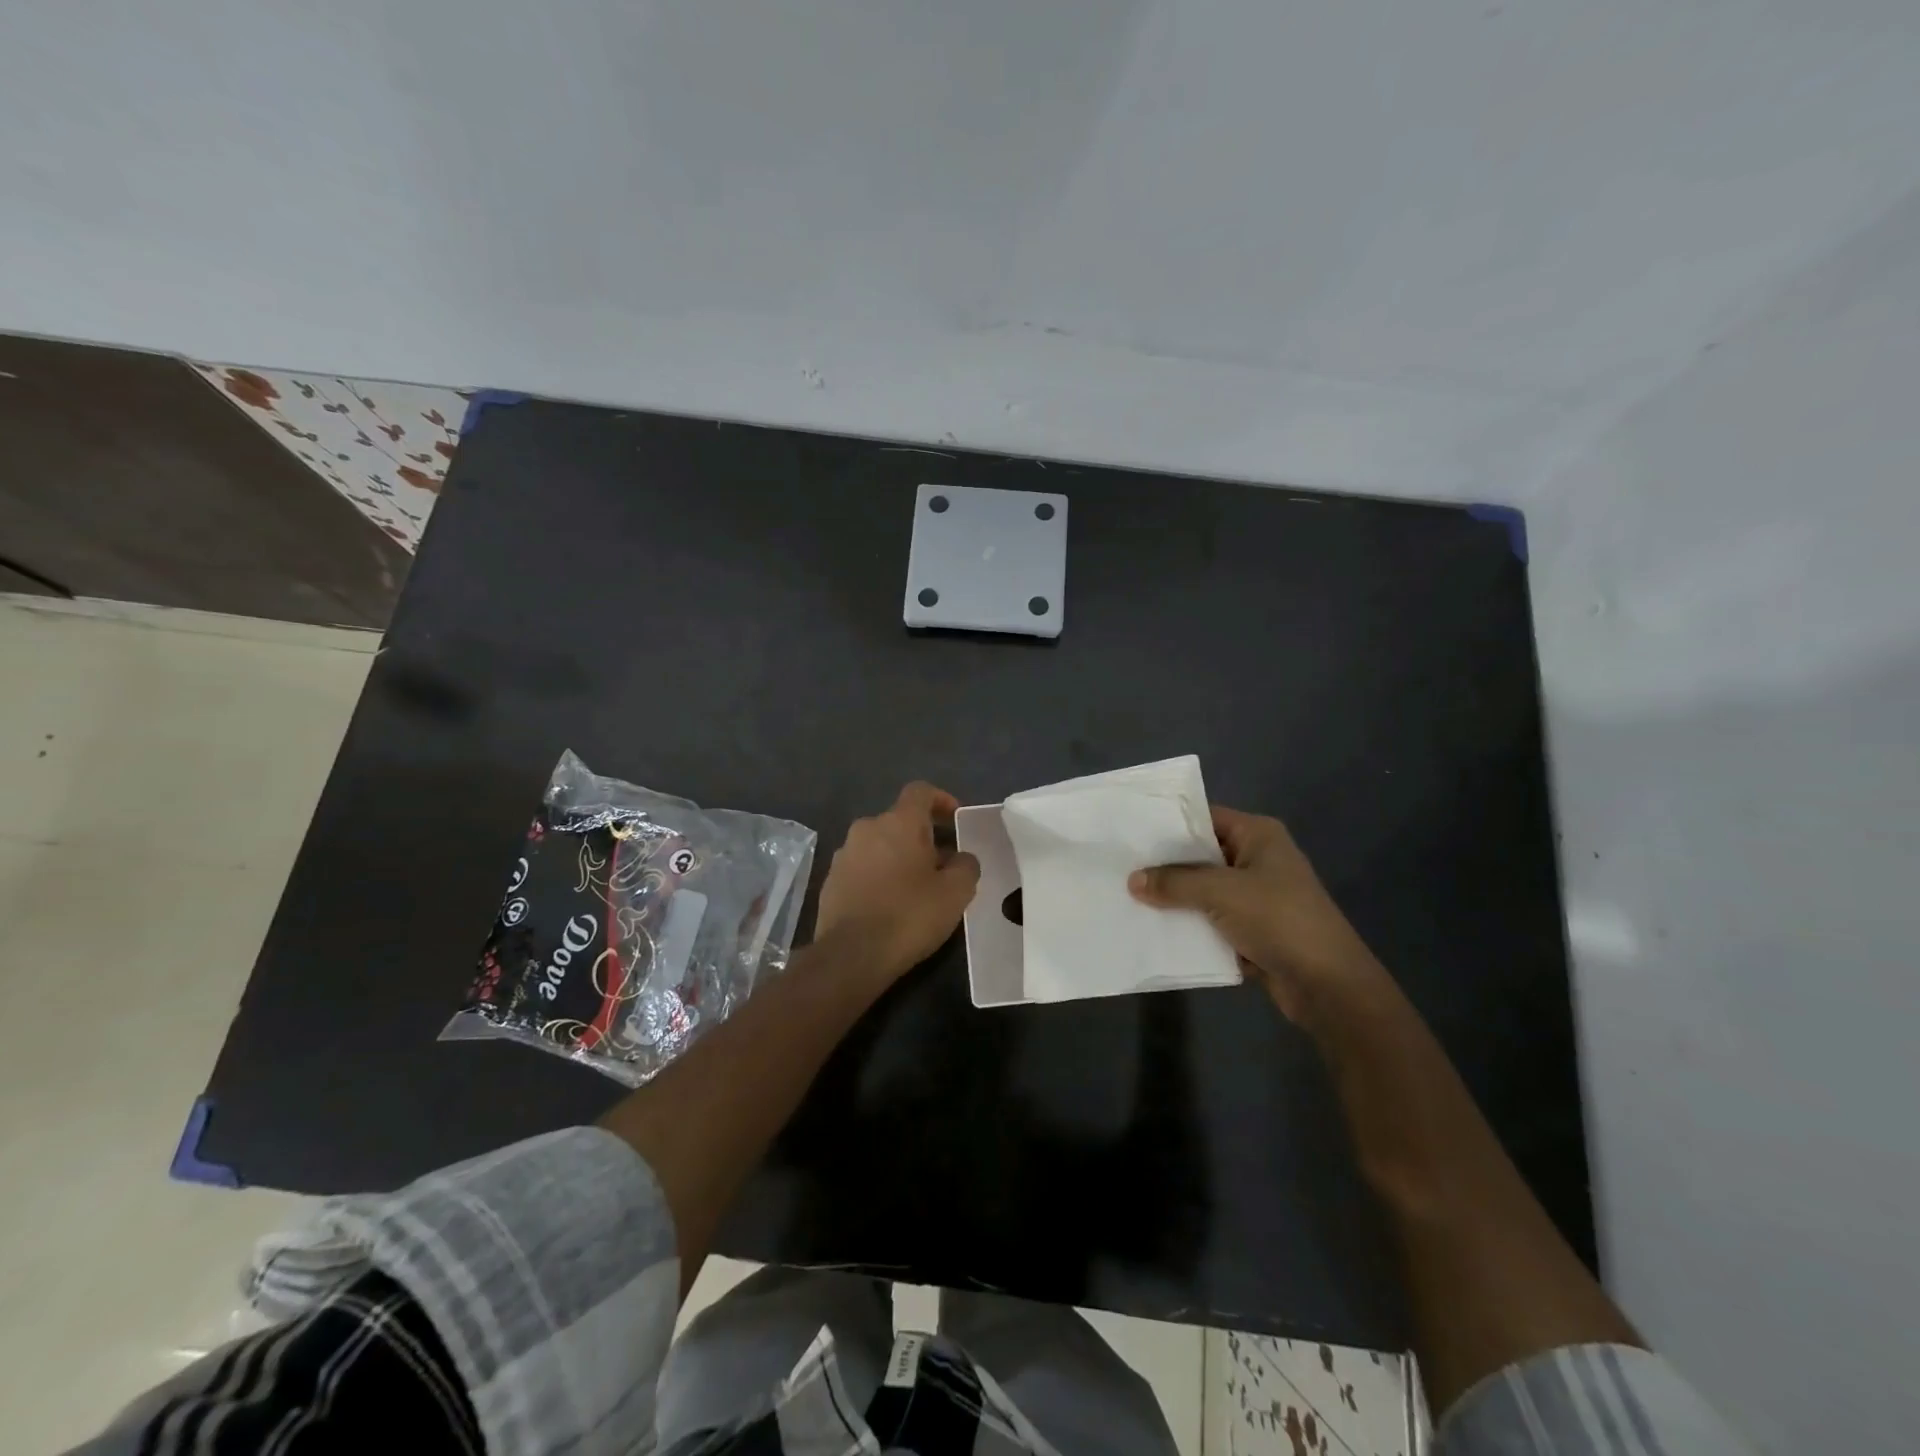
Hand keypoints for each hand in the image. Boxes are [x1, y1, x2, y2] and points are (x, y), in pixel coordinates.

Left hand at [815, 782, 981, 981]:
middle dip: (922, 837)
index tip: (955, 819)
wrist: (851, 955)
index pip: (920, 791)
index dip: (940, 799)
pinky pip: (862, 868)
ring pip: (879, 845)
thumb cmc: (909, 915)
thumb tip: (961, 858)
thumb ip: (966, 865)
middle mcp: (867, 828)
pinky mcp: (830, 881)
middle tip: (941, 864)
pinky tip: (890, 905)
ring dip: (898, 858)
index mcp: (898, 822)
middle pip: (899, 821)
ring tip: (916, 888)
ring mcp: (844, 854)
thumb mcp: (956, 892)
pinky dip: (878, 877)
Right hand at [1129, 806, 1380, 1022]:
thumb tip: (1133, 880)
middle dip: (1165, 865)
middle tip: (1121, 867)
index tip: (1130, 833)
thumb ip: (1174, 882)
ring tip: (1129, 898)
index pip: (1205, 818)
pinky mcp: (1254, 929)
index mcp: (1258, 835)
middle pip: (1201, 855)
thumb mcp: (1221, 892)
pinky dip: (1190, 925)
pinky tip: (1155, 929)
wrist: (1328, 985)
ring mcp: (1257, 896)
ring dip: (1175, 898)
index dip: (1169, 825)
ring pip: (1204, 890)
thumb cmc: (1278, 919)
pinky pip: (1212, 920)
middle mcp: (1258, 859)